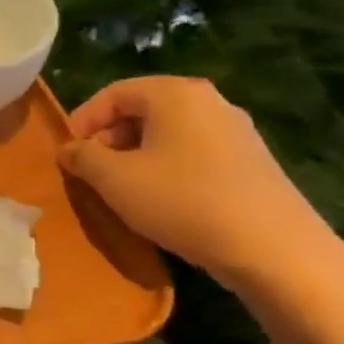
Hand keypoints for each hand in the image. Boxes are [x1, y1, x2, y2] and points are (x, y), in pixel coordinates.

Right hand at [58, 77, 330, 282]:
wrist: (275, 250)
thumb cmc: (183, 201)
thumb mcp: (114, 179)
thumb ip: (83, 157)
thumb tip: (70, 149)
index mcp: (174, 94)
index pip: (113, 93)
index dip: (83, 121)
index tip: (68, 154)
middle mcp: (208, 102)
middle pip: (142, 111)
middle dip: (109, 140)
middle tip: (91, 173)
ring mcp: (236, 131)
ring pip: (168, 134)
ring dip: (137, 157)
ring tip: (122, 191)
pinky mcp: (252, 162)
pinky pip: (194, 154)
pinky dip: (168, 169)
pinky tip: (162, 202)